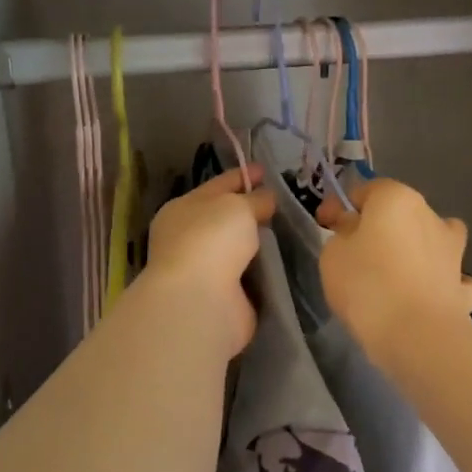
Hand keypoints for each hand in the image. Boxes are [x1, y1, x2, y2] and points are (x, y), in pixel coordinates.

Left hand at [141, 166, 276, 356]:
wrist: (199, 301)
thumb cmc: (211, 240)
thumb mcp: (237, 206)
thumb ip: (255, 199)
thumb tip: (266, 199)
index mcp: (183, 209)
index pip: (217, 185)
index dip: (242, 175)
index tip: (266, 170)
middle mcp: (188, 237)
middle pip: (225, 217)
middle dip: (251, 210)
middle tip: (282, 201)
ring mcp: (203, 269)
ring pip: (237, 247)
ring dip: (258, 242)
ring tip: (288, 231)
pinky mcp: (222, 296)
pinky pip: (248, 275)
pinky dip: (262, 270)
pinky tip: (283, 261)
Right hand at [315, 178, 471, 365]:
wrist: (416, 335)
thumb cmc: (366, 284)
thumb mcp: (333, 253)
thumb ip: (343, 234)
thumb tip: (357, 231)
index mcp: (396, 199)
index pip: (364, 190)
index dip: (340, 207)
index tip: (325, 225)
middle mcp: (431, 217)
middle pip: (403, 213)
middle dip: (382, 226)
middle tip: (357, 251)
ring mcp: (454, 252)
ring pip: (442, 238)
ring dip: (427, 247)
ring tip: (406, 268)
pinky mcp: (465, 288)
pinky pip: (461, 281)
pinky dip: (452, 285)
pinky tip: (440, 296)